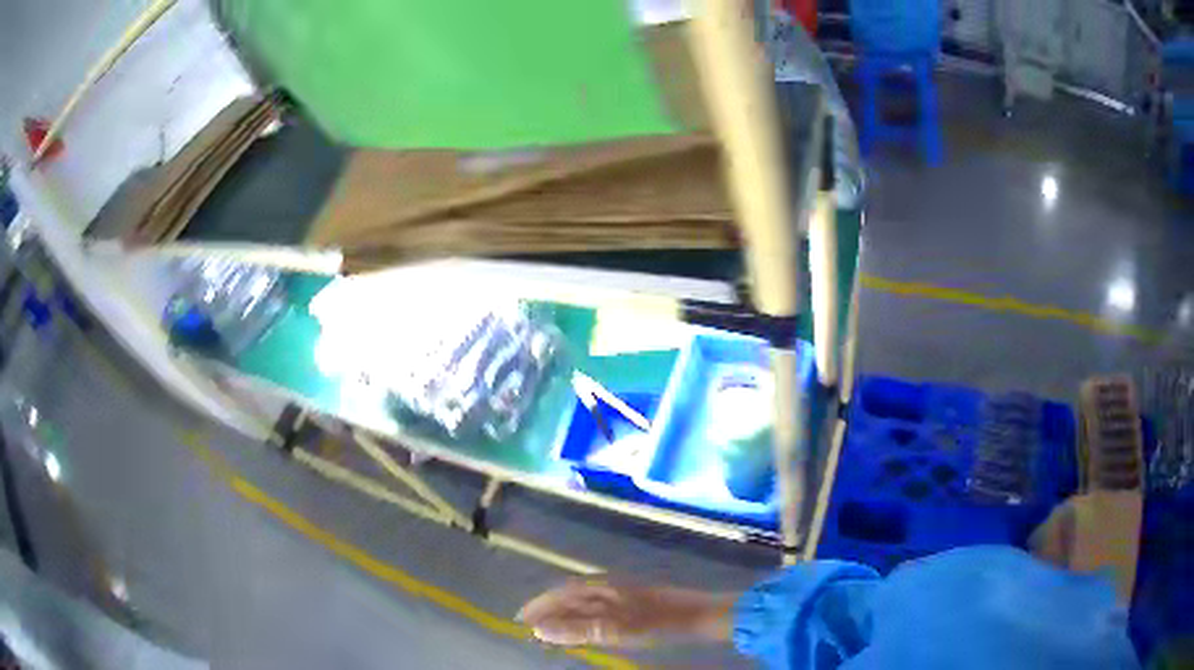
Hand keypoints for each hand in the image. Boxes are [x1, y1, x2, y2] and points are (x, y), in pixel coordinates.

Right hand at [517, 579, 734, 646]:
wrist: (698, 615)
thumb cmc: (656, 621)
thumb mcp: (615, 628)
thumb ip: (578, 629)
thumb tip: (539, 630)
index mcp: (599, 586)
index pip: (559, 593)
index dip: (538, 606)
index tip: (519, 619)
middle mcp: (606, 586)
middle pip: (569, 598)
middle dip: (548, 612)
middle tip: (530, 630)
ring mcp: (620, 594)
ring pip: (582, 604)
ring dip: (563, 617)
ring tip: (549, 632)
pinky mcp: (631, 605)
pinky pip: (596, 610)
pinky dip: (581, 620)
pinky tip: (582, 631)